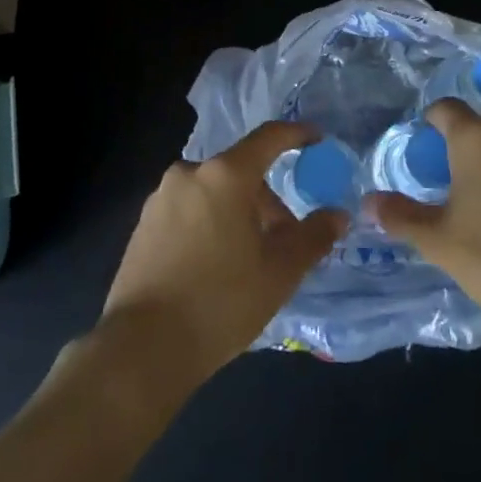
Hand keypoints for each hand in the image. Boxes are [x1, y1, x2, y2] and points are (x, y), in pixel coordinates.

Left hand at [98, 122, 346, 388]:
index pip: (268, 138)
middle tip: (284, 241)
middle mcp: (190, 173)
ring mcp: (161, 197)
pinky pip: (189, 210)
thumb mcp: (279, 273)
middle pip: (240, 172)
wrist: (143, 347)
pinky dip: (210, 224)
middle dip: (267, 201)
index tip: (317, 140)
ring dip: (238, 214)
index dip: (296, 135)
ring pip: (213, 192)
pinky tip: (214, 268)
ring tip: (249, 261)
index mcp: (225, 175)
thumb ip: (313, 237)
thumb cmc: (221, 303)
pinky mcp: (143, 223)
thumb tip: (337, 215)